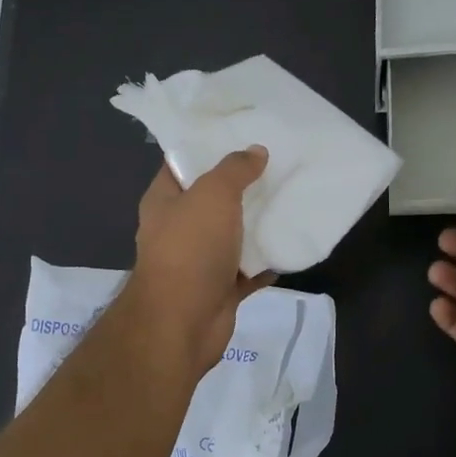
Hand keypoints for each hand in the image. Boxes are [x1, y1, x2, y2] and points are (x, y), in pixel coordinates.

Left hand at [125, 147, 274, 372]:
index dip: (208, 146)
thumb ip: (234, 170)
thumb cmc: (190, 249)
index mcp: (164, 201)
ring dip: (258, 223)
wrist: (182, 323)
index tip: (242, 132)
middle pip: (212, 199)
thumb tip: (255, 151)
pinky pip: (248, 269)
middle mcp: (178, 229)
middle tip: (277, 164)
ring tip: (291, 197)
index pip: (183, 163)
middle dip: (242, 185)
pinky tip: (291, 243)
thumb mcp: (212, 195)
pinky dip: (267, 261)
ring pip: (232, 235)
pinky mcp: (220, 289)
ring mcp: (198, 261)